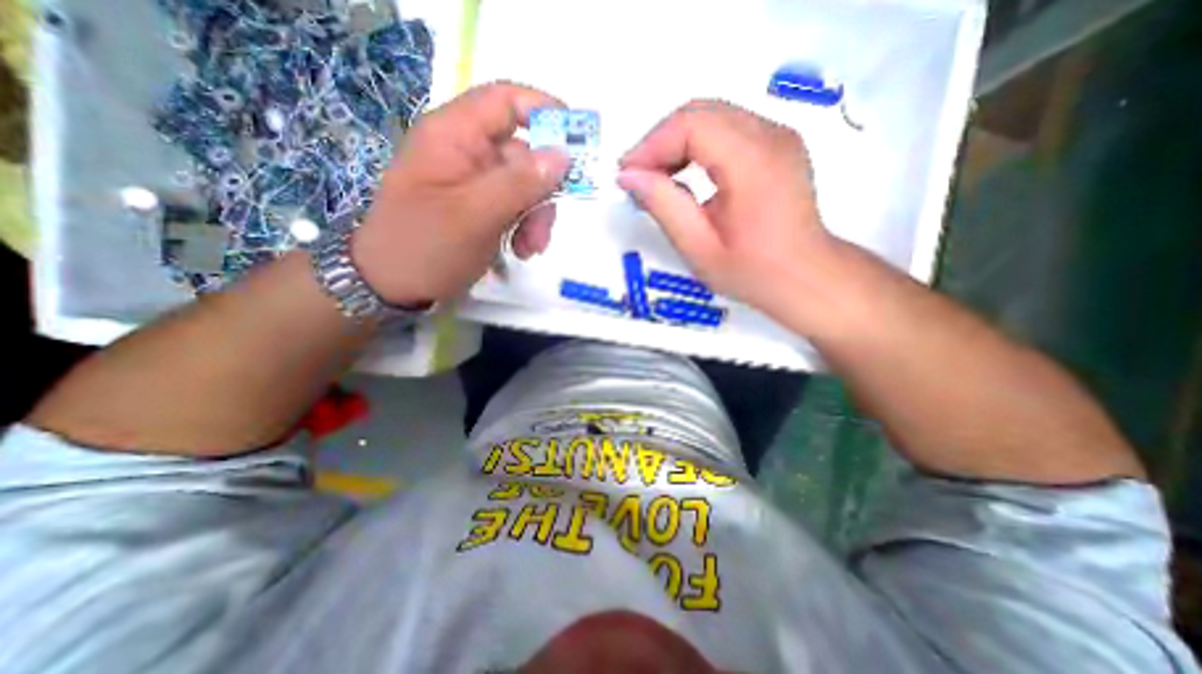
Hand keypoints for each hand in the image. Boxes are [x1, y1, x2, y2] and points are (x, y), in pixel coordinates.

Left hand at [350, 82, 569, 303]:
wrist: (391, 287)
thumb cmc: (425, 247)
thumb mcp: (475, 215)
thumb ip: (520, 183)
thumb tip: (563, 155)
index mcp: (454, 136)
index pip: (505, 101)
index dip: (545, 112)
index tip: (578, 144)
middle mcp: (466, 152)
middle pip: (524, 154)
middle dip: (543, 191)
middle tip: (546, 228)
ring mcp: (474, 183)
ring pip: (525, 186)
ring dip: (537, 217)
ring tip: (531, 248)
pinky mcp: (480, 208)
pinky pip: (516, 208)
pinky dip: (526, 228)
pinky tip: (523, 250)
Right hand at [620, 101, 843, 327]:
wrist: (805, 277)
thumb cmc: (751, 271)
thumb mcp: (698, 247)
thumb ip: (663, 206)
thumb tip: (629, 176)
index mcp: (752, 162)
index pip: (691, 125)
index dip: (651, 144)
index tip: (627, 175)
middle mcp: (770, 135)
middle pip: (701, 112)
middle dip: (660, 141)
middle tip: (638, 176)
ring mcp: (779, 136)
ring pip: (714, 116)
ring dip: (678, 142)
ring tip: (657, 177)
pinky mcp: (779, 144)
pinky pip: (729, 128)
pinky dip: (699, 145)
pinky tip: (685, 173)